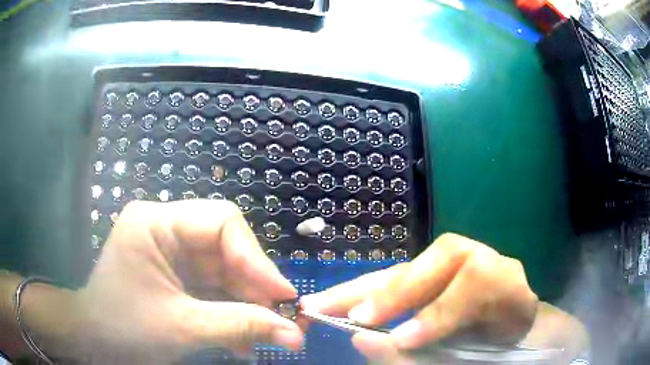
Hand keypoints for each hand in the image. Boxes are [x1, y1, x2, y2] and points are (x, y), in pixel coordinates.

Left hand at [64, 200, 302, 362]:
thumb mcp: (182, 328)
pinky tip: (242, 341)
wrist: (95, 341)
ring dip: (246, 306)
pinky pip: (213, 289)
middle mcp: (165, 230)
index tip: (283, 296)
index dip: (256, 258)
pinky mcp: (176, 276)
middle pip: (226, 249)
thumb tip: (295, 333)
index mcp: (156, 223)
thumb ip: (240, 326)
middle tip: (281, 321)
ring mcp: (171, 254)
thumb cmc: (125, 328)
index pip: (221, 222)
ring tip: (265, 336)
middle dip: (254, 288)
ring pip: (224, 273)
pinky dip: (231, 314)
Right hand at [300, 233, 537, 360]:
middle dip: (386, 294)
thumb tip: (366, 341)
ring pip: (407, 268)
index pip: (473, 284)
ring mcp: (454, 259)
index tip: (401, 339)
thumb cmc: (494, 340)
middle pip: (434, 264)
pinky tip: (340, 298)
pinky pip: (398, 276)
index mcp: (504, 282)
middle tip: (336, 314)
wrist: (508, 322)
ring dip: (361, 289)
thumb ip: (426, 356)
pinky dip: (367, 291)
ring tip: (319, 303)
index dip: (437, 313)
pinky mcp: (433, 267)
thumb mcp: (474, 355)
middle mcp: (479, 259)